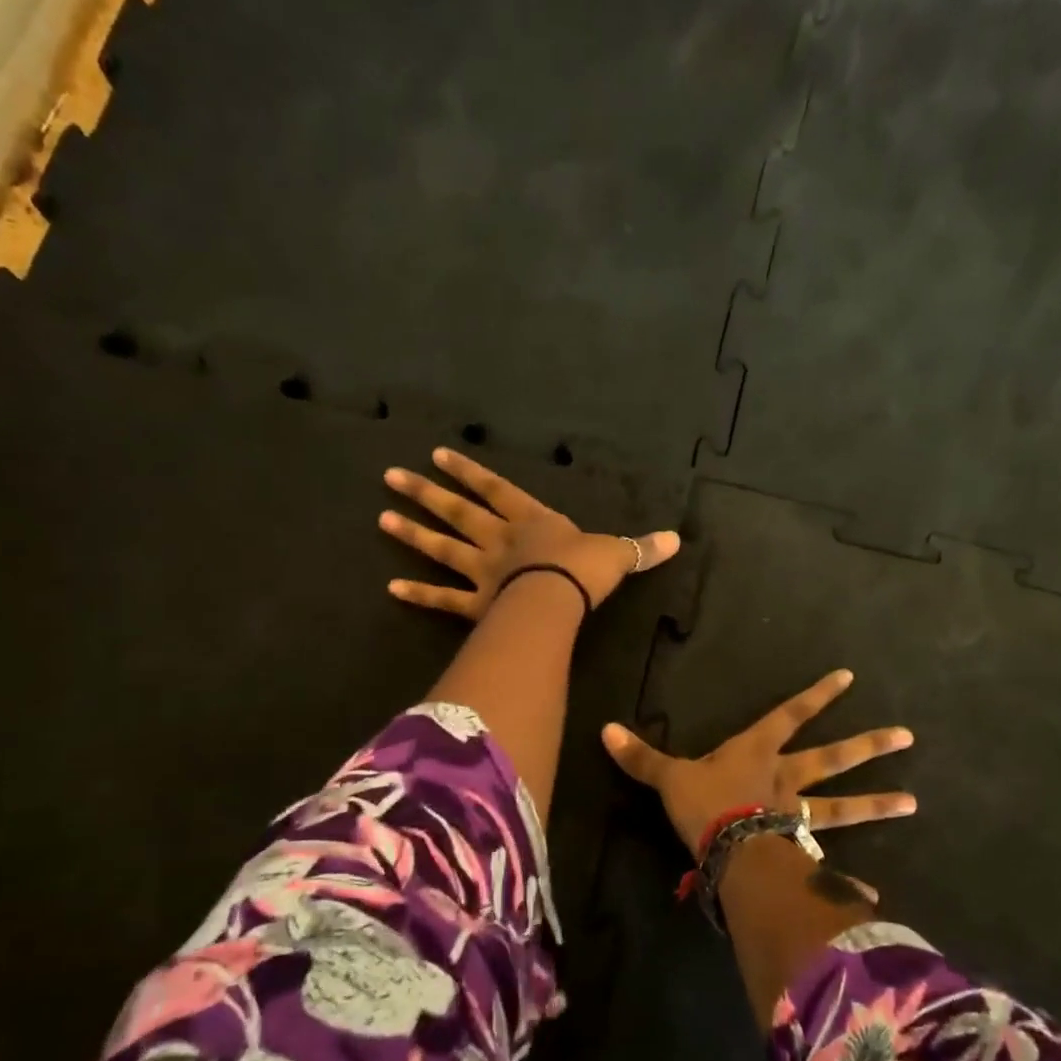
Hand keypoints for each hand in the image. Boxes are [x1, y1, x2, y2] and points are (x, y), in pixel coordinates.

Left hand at [380, 447, 680, 617]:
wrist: (560, 599)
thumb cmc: (584, 570)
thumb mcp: (617, 553)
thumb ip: (640, 548)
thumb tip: (677, 540)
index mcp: (531, 521)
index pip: (496, 489)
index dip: (469, 472)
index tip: (437, 455)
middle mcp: (501, 541)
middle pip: (458, 513)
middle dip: (426, 494)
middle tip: (391, 476)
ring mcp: (484, 572)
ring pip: (443, 549)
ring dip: (413, 534)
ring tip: (382, 518)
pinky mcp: (477, 606)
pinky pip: (444, 600)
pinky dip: (419, 595)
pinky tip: (391, 587)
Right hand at [600, 669, 916, 856]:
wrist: (727, 850)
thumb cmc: (703, 804)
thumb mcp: (669, 777)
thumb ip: (642, 757)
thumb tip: (604, 729)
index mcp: (757, 753)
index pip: (790, 716)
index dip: (816, 697)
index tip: (849, 679)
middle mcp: (785, 779)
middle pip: (832, 759)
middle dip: (867, 747)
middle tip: (907, 737)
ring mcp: (797, 816)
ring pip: (842, 807)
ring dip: (876, 805)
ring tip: (913, 803)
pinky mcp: (799, 851)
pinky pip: (827, 864)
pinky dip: (847, 879)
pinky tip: (873, 892)